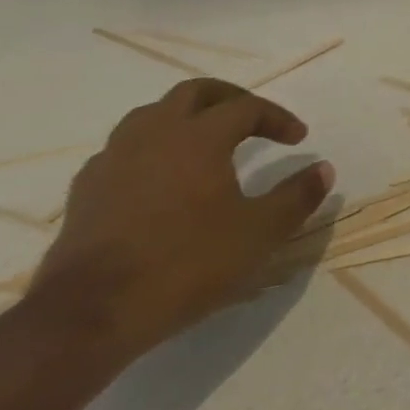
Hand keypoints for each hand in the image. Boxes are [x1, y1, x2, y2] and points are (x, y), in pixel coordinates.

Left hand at [30, 80, 334, 356]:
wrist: (88, 316)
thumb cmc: (184, 264)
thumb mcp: (258, 234)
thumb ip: (296, 197)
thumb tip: (324, 169)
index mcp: (200, 136)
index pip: (247, 107)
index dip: (277, 117)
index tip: (298, 139)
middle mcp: (155, 133)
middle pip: (194, 93)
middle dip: (229, 99)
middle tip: (251, 120)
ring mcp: (114, 159)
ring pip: (152, 115)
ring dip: (184, 118)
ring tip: (203, 141)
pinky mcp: (85, 191)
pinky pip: (122, 150)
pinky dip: (149, 150)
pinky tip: (156, 178)